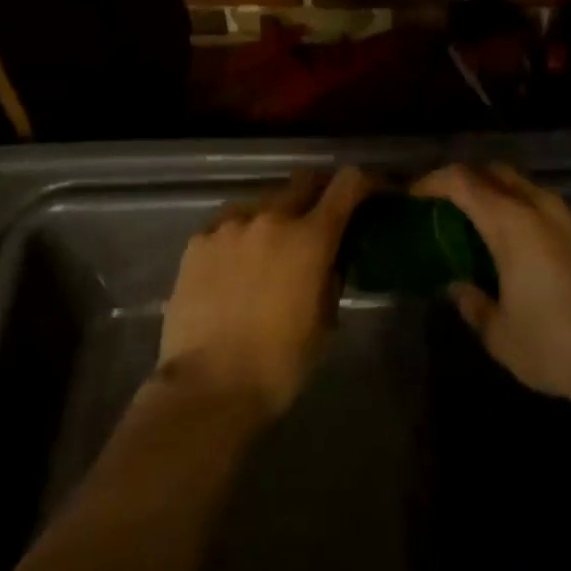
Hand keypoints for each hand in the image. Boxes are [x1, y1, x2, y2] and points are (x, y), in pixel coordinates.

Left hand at [157, 167, 370, 420]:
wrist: (207, 388)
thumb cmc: (278, 364)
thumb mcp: (324, 324)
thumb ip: (330, 279)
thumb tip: (329, 261)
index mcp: (310, 238)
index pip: (347, 184)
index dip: (365, 182)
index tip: (372, 191)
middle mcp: (272, 217)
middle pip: (303, 181)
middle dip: (319, 193)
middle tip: (320, 218)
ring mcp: (230, 224)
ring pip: (263, 202)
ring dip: (276, 217)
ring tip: (270, 249)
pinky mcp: (198, 240)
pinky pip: (228, 223)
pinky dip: (241, 235)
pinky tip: (235, 264)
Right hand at [412, 163, 570, 410]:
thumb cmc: (555, 344)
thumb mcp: (500, 334)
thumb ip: (474, 304)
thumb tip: (460, 288)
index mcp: (511, 222)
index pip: (462, 180)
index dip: (433, 181)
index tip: (415, 195)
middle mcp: (541, 206)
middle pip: (496, 172)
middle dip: (468, 180)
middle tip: (448, 206)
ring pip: (527, 186)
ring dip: (501, 195)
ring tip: (485, 226)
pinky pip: (549, 206)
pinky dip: (527, 211)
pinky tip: (525, 246)